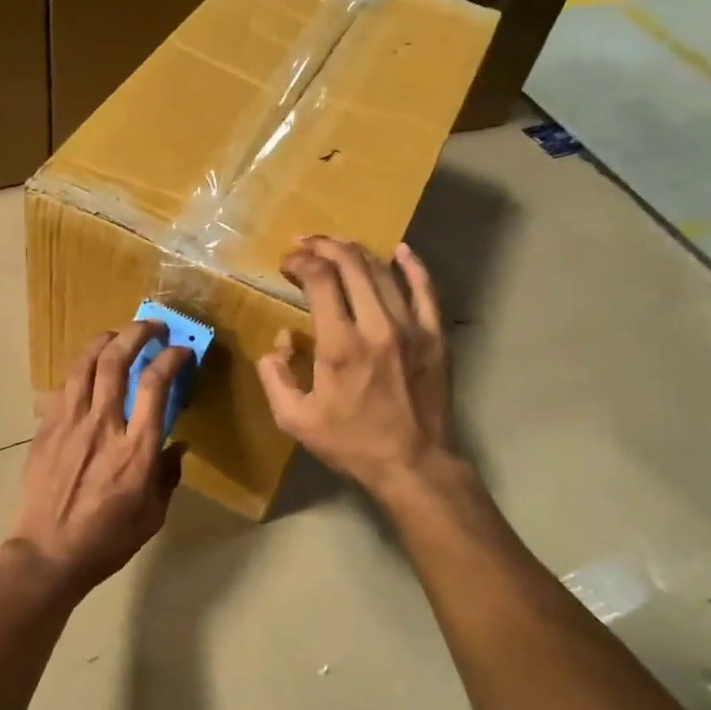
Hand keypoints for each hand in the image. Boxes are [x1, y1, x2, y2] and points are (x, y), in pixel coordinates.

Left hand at [6, 322, 190, 599]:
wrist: (47, 554)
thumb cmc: (106, 540)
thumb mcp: (153, 516)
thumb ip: (166, 475)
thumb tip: (175, 446)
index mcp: (135, 449)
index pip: (155, 385)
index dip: (171, 359)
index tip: (182, 352)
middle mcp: (102, 425)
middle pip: (117, 361)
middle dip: (138, 334)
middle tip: (153, 328)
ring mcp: (69, 423)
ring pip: (85, 364)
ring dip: (105, 340)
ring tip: (119, 334)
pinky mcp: (46, 428)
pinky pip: (64, 386)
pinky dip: (81, 369)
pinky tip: (89, 369)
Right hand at [257, 237, 457, 498]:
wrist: (414, 464)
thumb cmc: (351, 443)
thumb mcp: (295, 420)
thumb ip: (276, 376)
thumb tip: (280, 341)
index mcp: (340, 344)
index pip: (319, 280)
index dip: (300, 262)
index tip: (286, 263)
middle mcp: (377, 325)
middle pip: (352, 264)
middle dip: (324, 246)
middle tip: (306, 245)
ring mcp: (412, 328)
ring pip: (384, 271)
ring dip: (357, 252)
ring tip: (338, 247)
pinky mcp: (435, 336)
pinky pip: (426, 289)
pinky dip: (413, 265)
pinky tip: (400, 251)